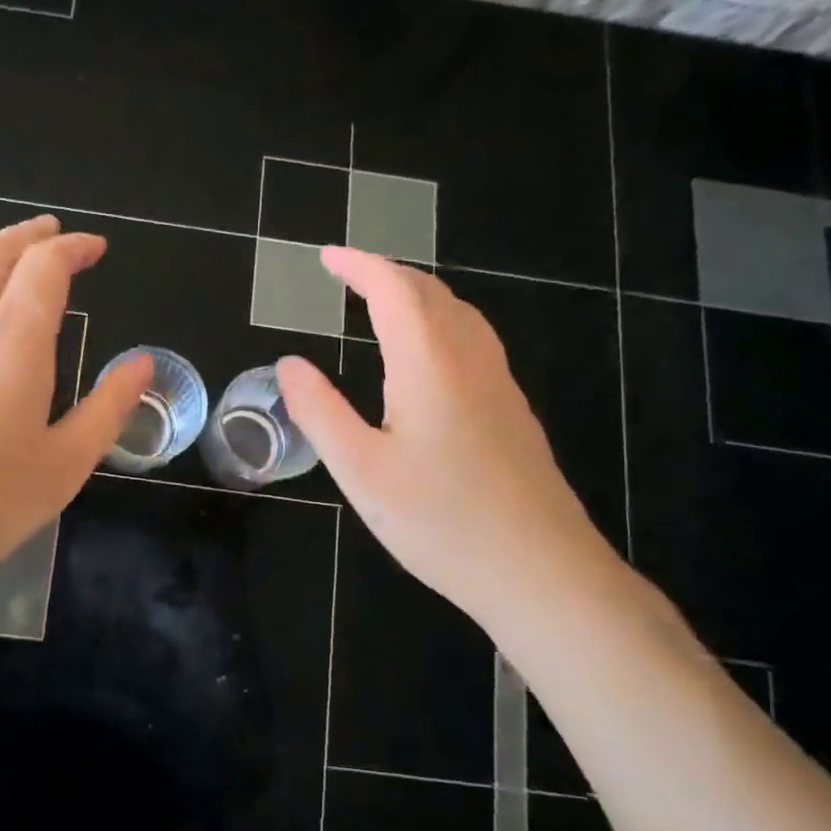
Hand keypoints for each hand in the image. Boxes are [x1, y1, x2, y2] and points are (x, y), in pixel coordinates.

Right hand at [276, 247, 620, 623]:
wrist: (542, 572)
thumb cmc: (442, 520)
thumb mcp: (361, 470)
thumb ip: (320, 411)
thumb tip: (289, 364)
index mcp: (429, 363)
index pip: (394, 289)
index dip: (359, 265)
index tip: (326, 257)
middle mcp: (470, 360)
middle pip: (431, 293)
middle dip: (387, 274)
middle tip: (347, 276)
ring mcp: (499, 385)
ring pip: (459, 315)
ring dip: (417, 296)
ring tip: (381, 304)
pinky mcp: (512, 412)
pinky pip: (472, 341)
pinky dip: (438, 323)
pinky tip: (427, 356)